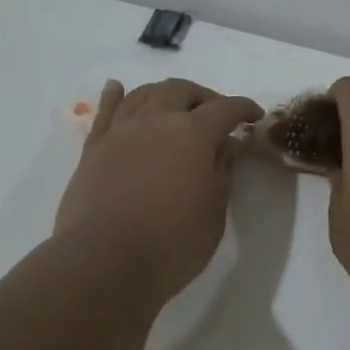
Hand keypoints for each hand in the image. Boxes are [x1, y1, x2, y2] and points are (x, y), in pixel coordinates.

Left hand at [55, 78, 263, 301]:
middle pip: (181, 90)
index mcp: (193, 133)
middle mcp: (156, 120)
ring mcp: (121, 131)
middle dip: (203, 97)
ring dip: (165, 94)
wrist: (104, 261)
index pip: (225, 108)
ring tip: (175, 107)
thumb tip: (230, 142)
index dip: (244, 109)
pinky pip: (106, 112)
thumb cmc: (173, 241)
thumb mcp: (213, 210)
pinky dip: (115, 96)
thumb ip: (223, 170)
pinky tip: (118, 89)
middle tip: (215, 116)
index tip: (255, 117)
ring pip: (144, 94)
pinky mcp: (93, 148)